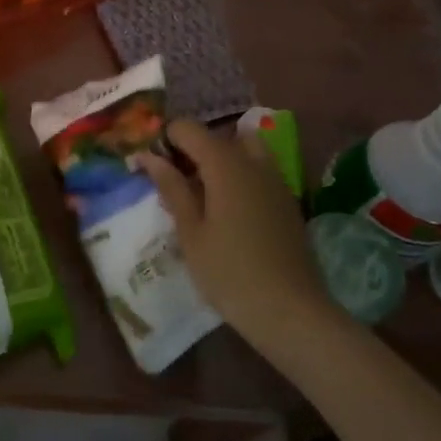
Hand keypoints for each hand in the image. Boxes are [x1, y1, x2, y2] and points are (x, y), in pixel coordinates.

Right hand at [133, 120, 330, 346]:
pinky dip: (240, 175)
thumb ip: (172, 188)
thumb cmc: (230, 273)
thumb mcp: (191, 233)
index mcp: (225, 164)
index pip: (188, 128)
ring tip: (204, 193)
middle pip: (217, 135)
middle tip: (176, 182)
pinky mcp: (288, 200)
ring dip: (221, 159)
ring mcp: (275, 180)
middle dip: (193, 149)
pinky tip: (230, 211)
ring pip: (244, 148)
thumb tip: (150, 156)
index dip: (167, 140)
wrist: (291, 312)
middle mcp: (253, 162)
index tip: (155, 168)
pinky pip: (259, 170)